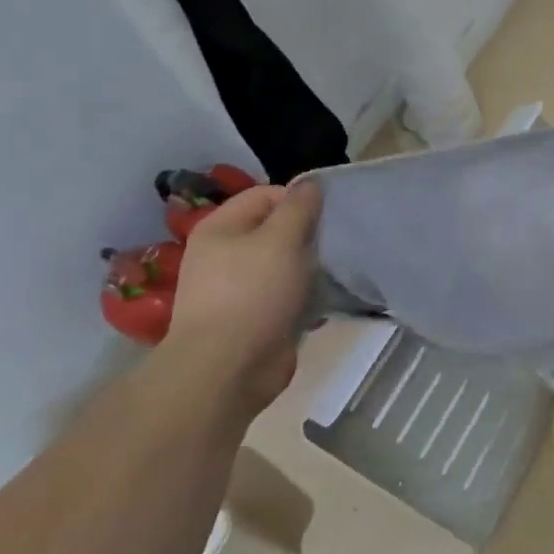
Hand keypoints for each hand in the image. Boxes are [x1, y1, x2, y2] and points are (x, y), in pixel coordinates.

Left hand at [164, 181, 322, 414]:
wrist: (226, 370)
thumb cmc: (252, 293)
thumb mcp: (281, 238)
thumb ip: (299, 207)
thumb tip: (309, 183)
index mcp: (221, 228)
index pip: (266, 195)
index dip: (298, 201)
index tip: (325, 218)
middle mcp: (224, 255)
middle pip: (275, 230)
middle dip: (307, 236)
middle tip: (331, 246)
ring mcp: (237, 289)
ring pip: (284, 264)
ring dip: (308, 268)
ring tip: (331, 275)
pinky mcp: (253, 320)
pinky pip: (285, 297)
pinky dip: (303, 298)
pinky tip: (321, 304)